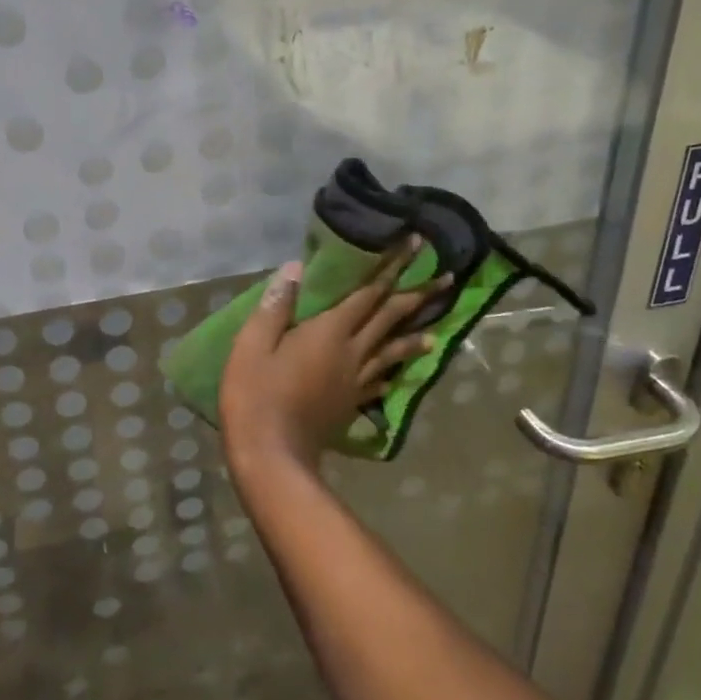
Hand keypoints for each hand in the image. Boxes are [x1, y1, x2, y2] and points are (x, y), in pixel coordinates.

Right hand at [219, 240, 447, 477]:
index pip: (369, 292)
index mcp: (330, 332)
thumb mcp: (253, 344)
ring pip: (392, 352)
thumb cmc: (256, 394)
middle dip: (418, 295)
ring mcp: (355, 381)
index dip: (393, 267)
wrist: (271, 455)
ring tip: (435, 330)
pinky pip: (379, 382)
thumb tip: (296, 267)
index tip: (417, 244)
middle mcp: (352, 352)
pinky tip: (397, 375)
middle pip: (390, 319)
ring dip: (415, 335)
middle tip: (447, 279)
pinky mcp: (350, 404)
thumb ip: (277, 304)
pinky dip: (392, 372)